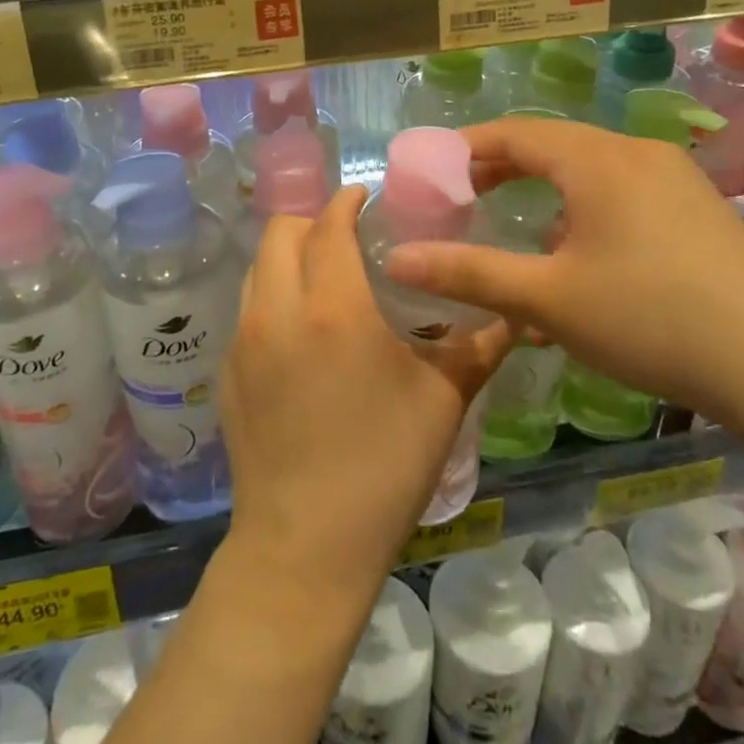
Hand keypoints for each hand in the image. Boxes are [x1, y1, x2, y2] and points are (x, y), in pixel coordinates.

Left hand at [217, 185, 517, 595]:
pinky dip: (272, 297)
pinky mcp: (227, 372)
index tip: (364, 198)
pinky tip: (300, 334)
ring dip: (287, 257)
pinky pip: (246, 310)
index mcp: (333, 307)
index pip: (328, 225)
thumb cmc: (383, 467)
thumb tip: (517, 314)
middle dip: (312, 221)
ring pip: (257, 268)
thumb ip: (479, 346)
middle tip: (346, 238)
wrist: (306, 545)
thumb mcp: (443, 401)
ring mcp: (243, 341)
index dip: (346, 201)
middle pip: (280, 232)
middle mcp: (278, 311)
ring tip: (322, 279)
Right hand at [380, 116, 743, 444]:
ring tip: (520, 230)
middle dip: (501, 169)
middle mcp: (638, 153)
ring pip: (590, 169)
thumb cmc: (651, 321)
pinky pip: (624, 190)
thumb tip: (394, 260)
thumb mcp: (547, 299)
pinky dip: (585, 208)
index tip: (430, 173)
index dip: (465, 148)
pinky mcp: (701, 209)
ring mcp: (677, 178)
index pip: (514, 133)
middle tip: (463, 199)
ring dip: (546, 191)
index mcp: (598, 160)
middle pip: (552, 145)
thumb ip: (467, 273)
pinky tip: (584, 256)